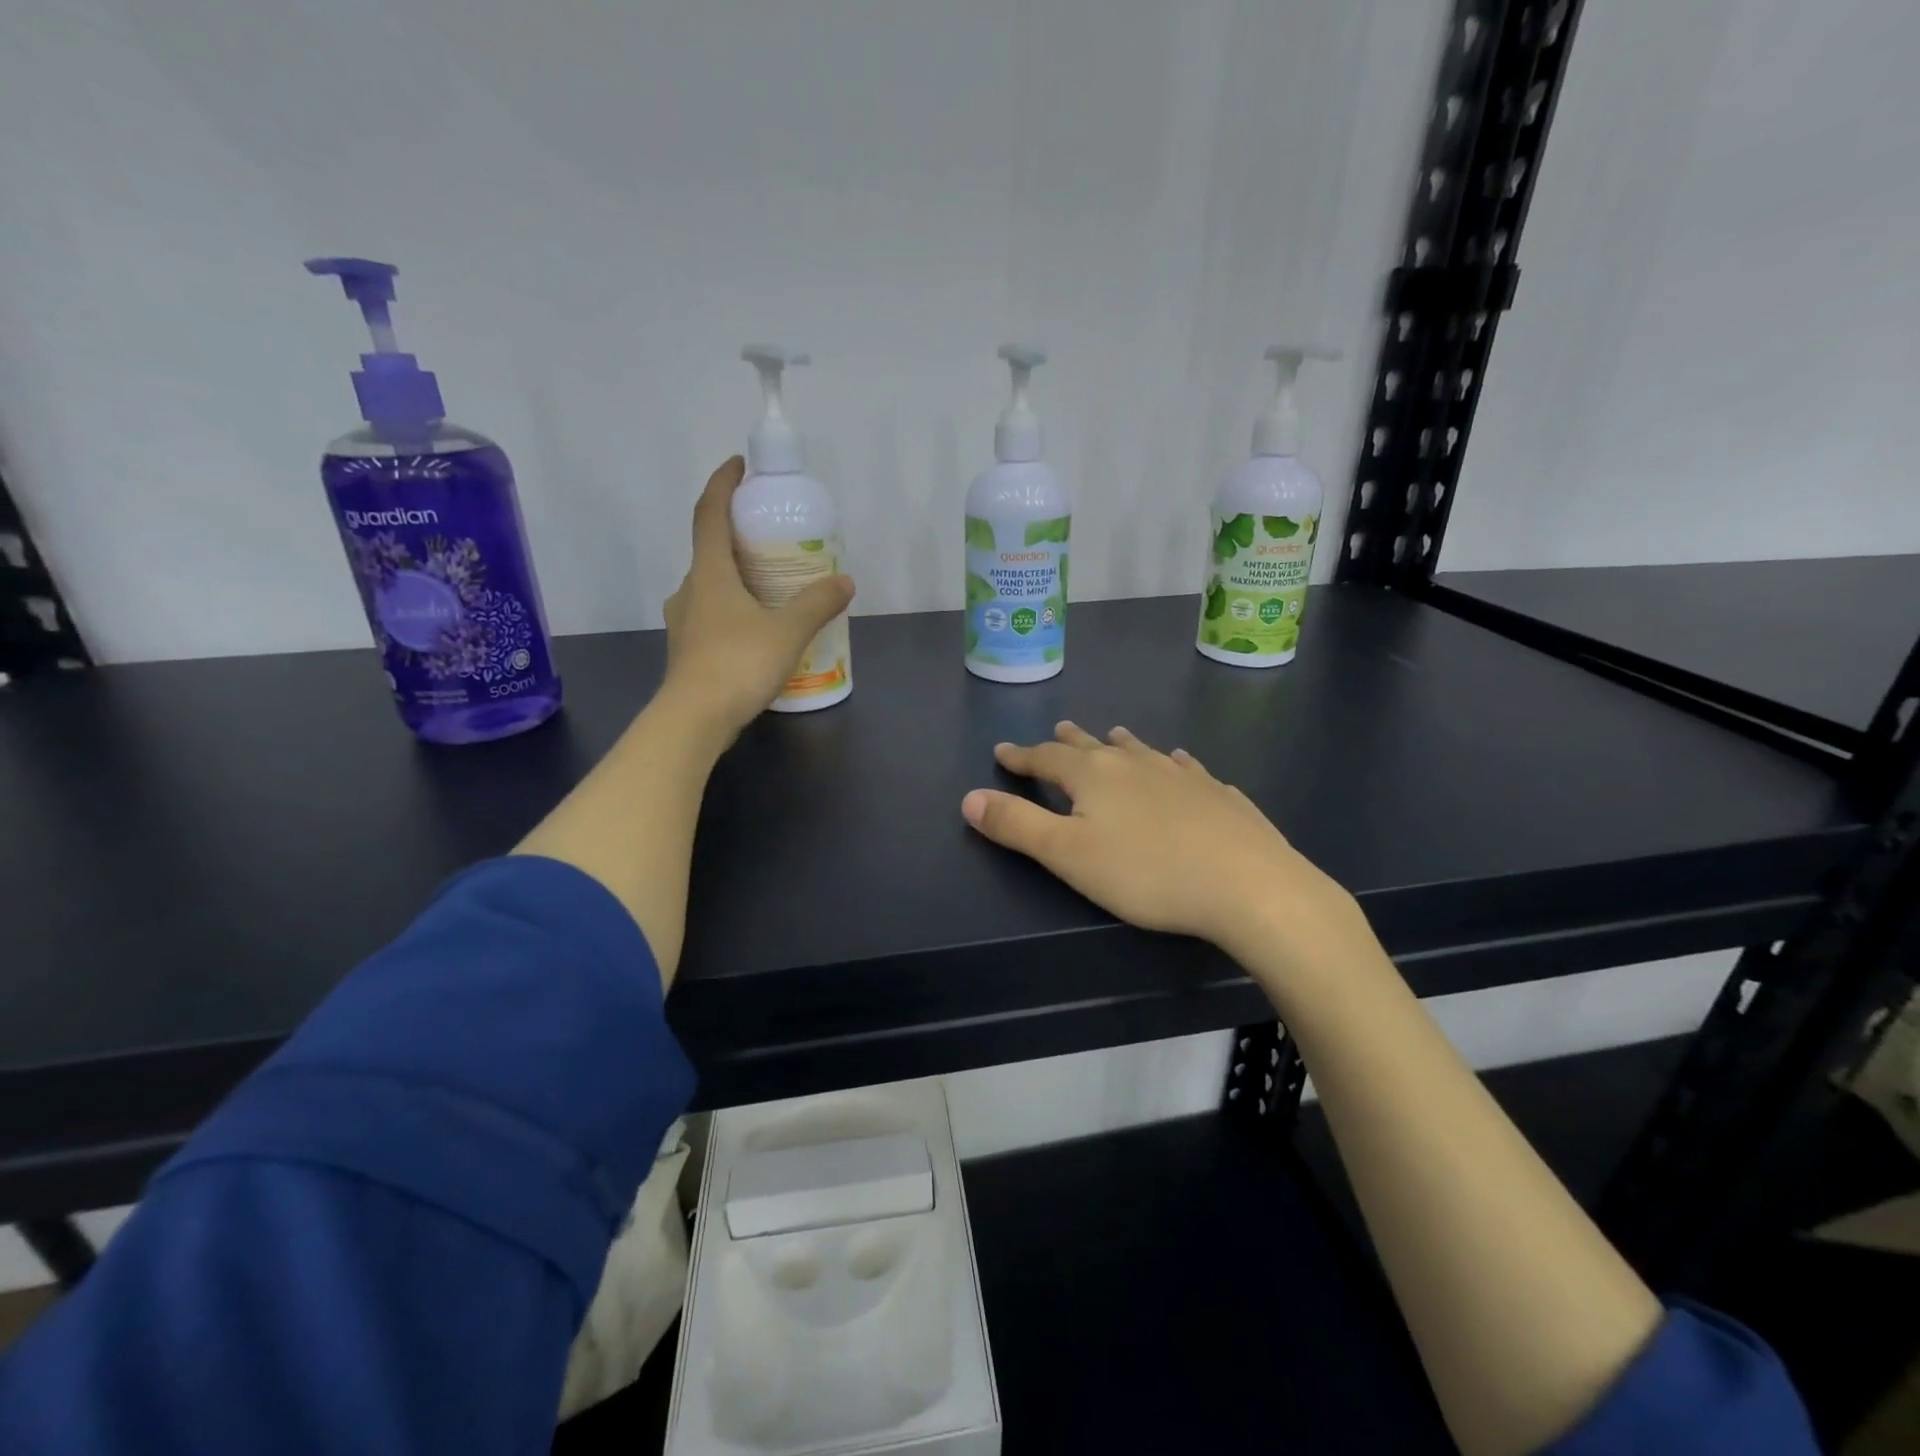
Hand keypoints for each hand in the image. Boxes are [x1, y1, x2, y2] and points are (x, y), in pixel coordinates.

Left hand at [660, 456, 853, 741]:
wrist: (694, 720)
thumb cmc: (738, 664)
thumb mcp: (788, 631)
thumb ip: (817, 604)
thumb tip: (845, 581)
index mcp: (710, 573)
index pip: (710, 514)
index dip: (723, 484)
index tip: (739, 465)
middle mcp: (690, 590)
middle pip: (711, 550)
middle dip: (739, 536)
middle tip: (773, 537)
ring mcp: (685, 622)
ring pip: (712, 587)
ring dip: (737, 578)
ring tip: (772, 587)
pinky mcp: (688, 650)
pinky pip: (713, 616)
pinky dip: (735, 610)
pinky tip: (759, 629)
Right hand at [961, 722, 1370, 985]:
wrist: (1248, 885)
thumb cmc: (1147, 874)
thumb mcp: (1067, 855)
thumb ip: (1016, 825)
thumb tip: (970, 797)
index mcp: (1093, 775)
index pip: (1045, 759)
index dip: (1021, 757)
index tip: (1002, 751)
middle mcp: (1135, 763)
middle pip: (1092, 747)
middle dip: (1068, 742)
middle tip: (1057, 732)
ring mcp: (1181, 774)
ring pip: (1140, 750)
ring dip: (1119, 744)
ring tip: (1113, 734)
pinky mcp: (1217, 793)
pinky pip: (1186, 768)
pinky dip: (1171, 763)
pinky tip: (1180, 762)